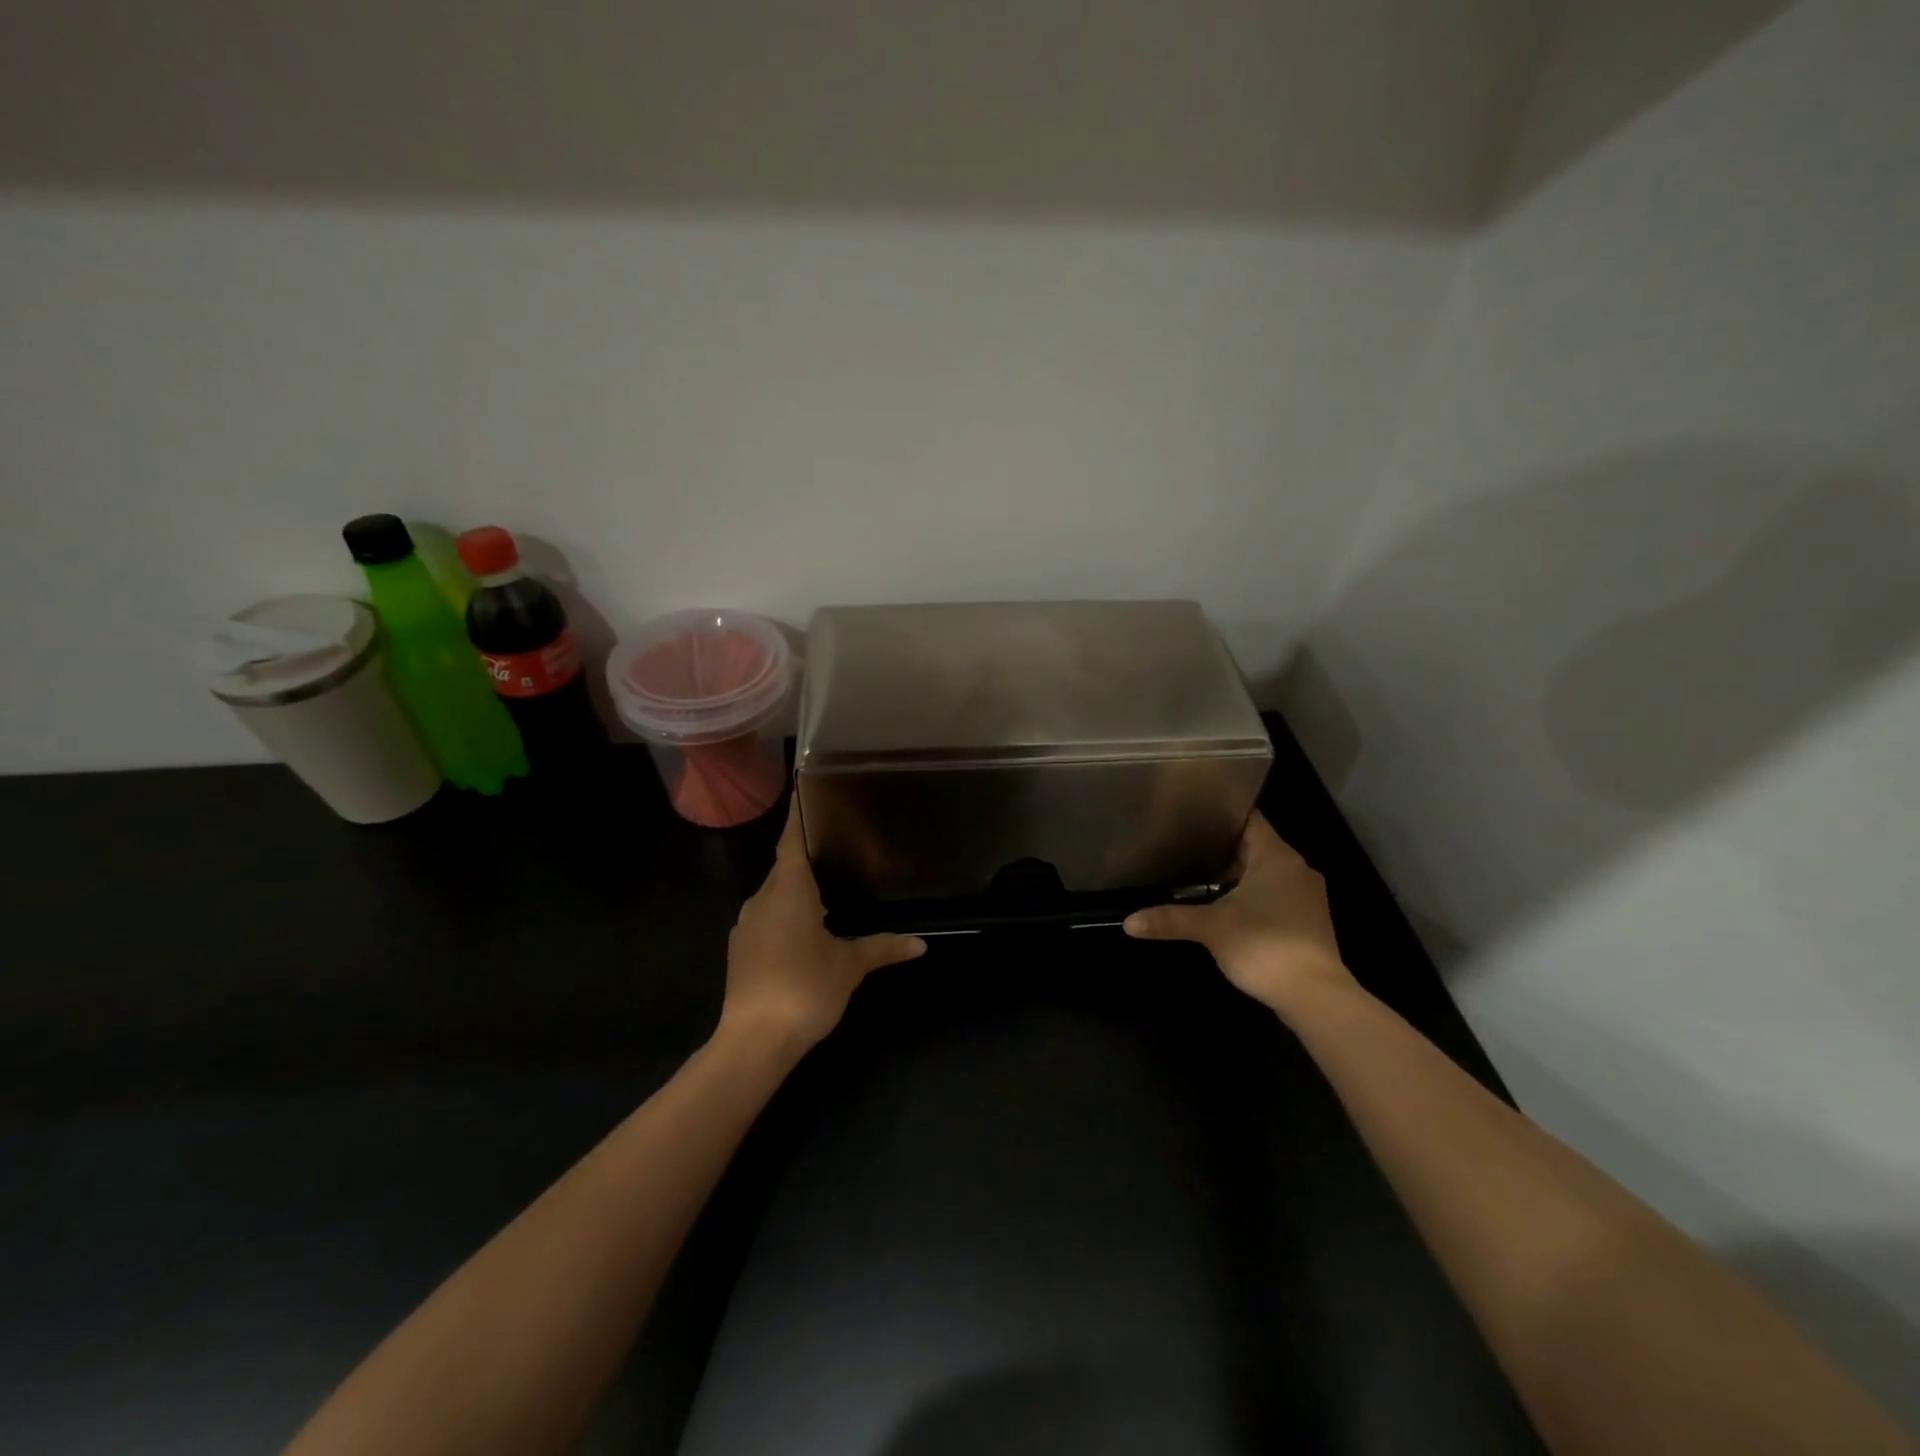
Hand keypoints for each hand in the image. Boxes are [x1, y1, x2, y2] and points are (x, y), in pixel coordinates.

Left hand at [717, 802, 926, 1058]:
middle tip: (837, 845)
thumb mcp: (850, 966)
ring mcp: (746, 926)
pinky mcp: (741, 951)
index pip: (791, 841)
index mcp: (788, 890)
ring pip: (773, 895)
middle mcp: (761, 899)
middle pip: (784, 867)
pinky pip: (766, 918)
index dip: (799, 817)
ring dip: (796, 890)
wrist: (753, 1042)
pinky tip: (806, 930)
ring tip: (828, 888)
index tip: (806, 793)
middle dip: (806, 857)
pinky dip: (785, 915)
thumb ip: (882, 947)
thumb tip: (920, 944)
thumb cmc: (805, 988)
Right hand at [1124, 811, 1353, 1018]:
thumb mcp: (1211, 928)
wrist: (1315, 997)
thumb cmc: (1263, 945)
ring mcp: (1306, 897)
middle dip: (1222, 849)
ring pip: (1265, 874)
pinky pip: (1274, 896)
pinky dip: (1251, 897)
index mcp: (1277, 857)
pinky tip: (1225, 907)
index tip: (1194, 813)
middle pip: (1255, 847)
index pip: (1250, 820)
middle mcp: (1296, 870)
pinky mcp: (1307, 922)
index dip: (1222, 814)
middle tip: (1184, 845)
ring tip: (1197, 875)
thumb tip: (1129, 922)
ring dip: (1237, 876)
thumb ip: (1170, 920)